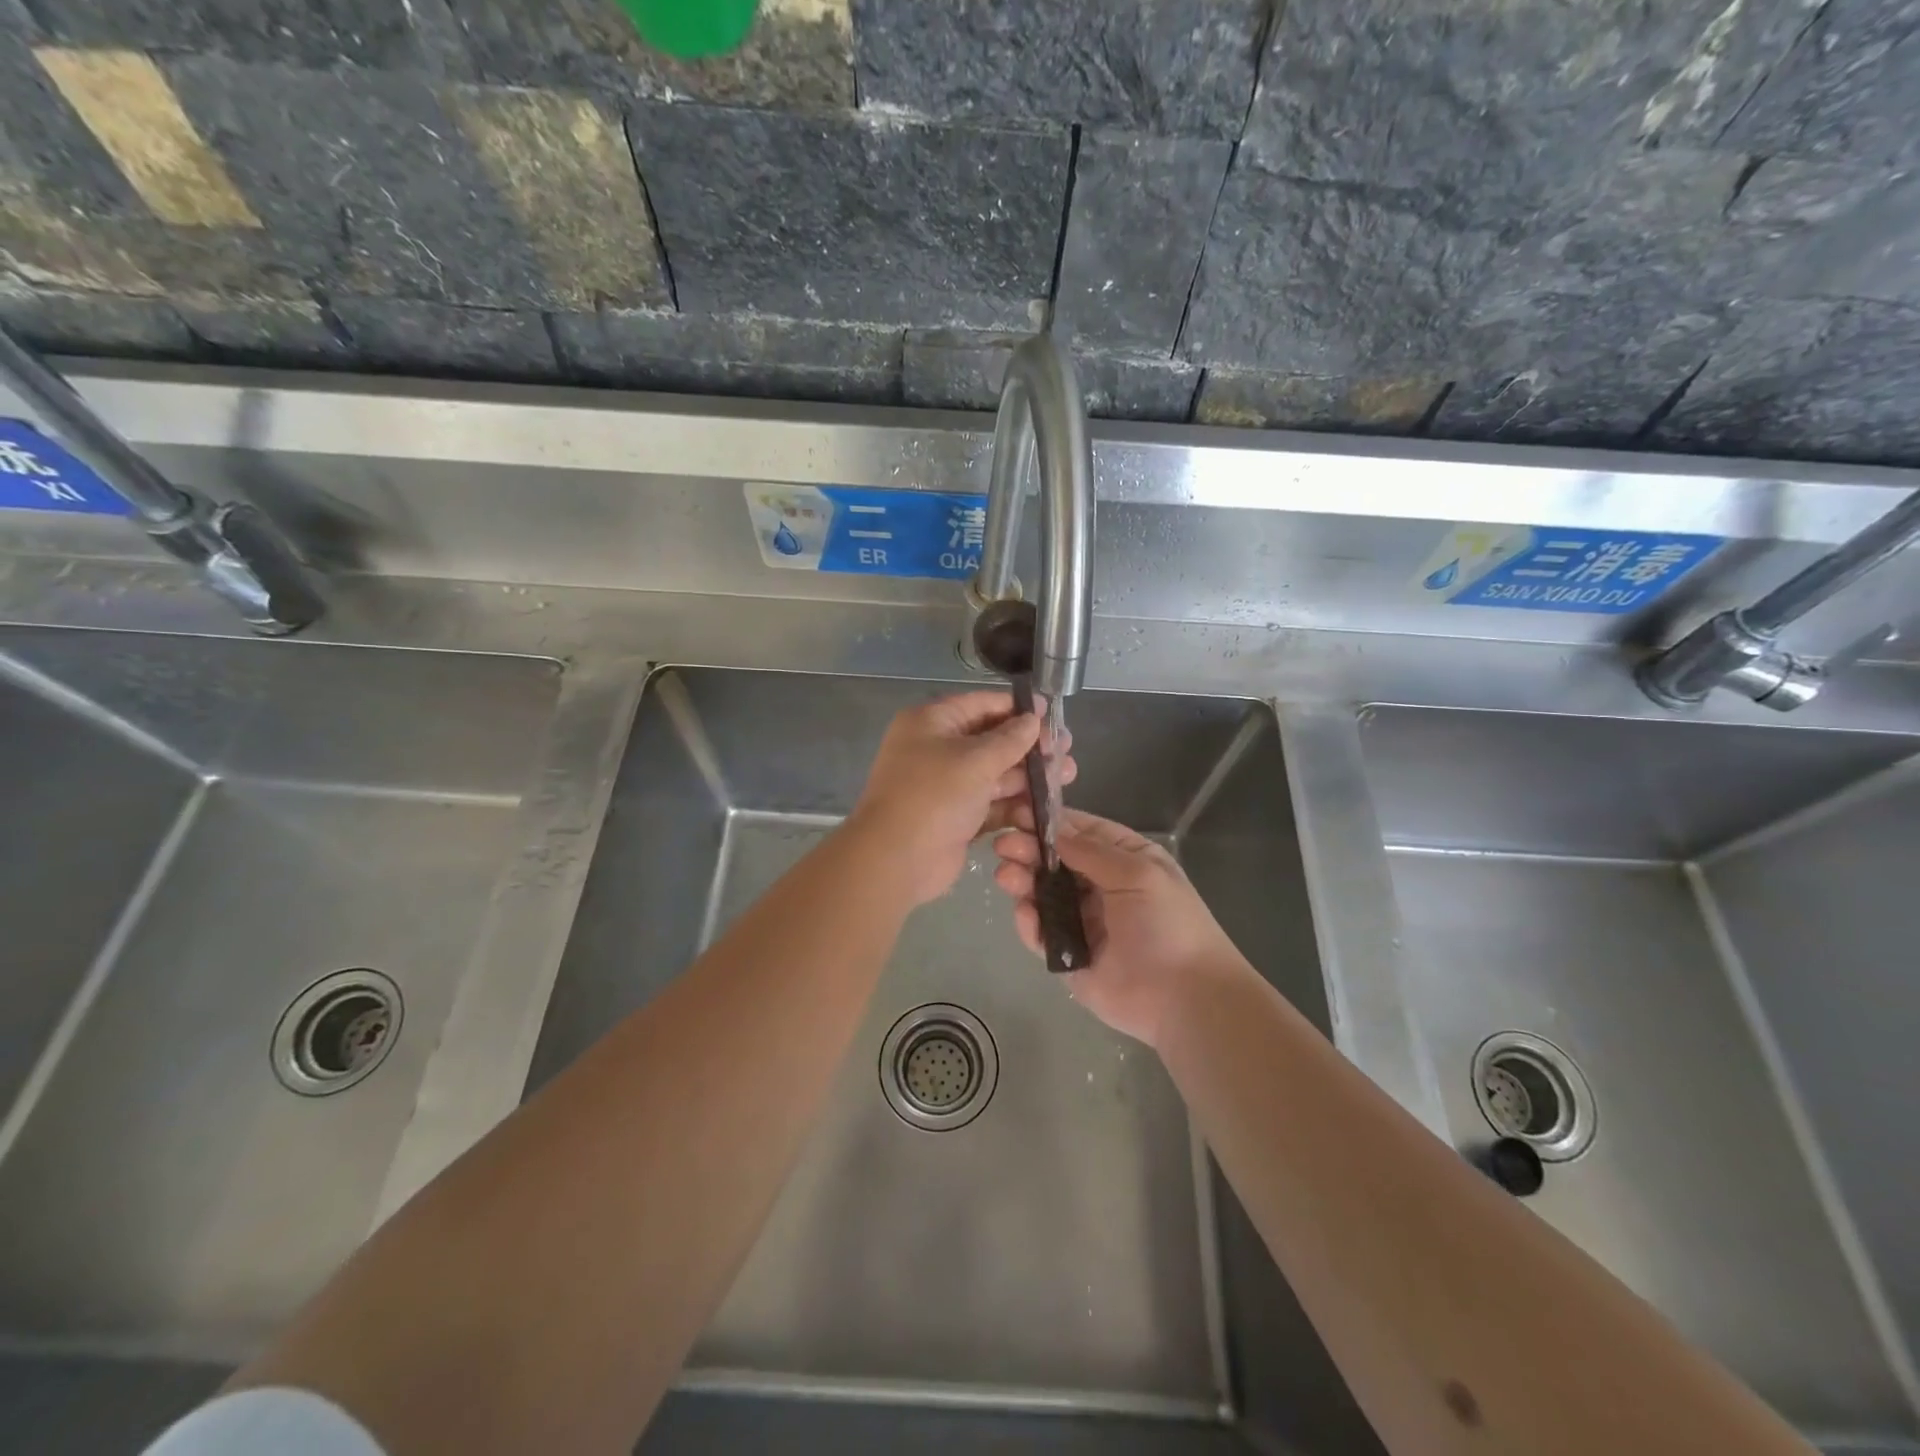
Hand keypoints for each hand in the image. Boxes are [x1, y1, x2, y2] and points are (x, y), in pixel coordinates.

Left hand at [849, 690, 1075, 906]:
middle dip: (1030, 746)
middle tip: (1067, 749)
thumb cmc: (933, 796)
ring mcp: (948, 785)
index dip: (1017, 709)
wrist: (896, 860)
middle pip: (992, 740)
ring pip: (996, 774)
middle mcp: (938, 748)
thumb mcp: (974, 760)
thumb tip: (1033, 719)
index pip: (981, 704)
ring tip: (1068, 775)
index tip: (1052, 714)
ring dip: (1029, 776)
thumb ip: (1009, 739)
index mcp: (932, 723)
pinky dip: (1017, 803)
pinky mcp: (958, 816)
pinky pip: (992, 803)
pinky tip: (1049, 805)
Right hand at [992, 809, 1246, 1046]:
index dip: (1049, 822)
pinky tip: (1024, 913)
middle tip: (1003, 846)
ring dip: (1022, 881)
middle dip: (1028, 850)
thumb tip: (1054, 829)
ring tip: (1005, 876)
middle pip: (1056, 861)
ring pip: (1042, 894)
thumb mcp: (1138, 874)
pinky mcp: (1067, 955)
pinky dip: (1028, 922)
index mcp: (1124, 860)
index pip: (1081, 831)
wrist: (1184, 998)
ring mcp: (1082, 921)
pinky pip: (1040, 932)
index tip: (1016, 813)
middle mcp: (1101, 886)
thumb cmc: (1167, 924)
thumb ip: (1091, 851)